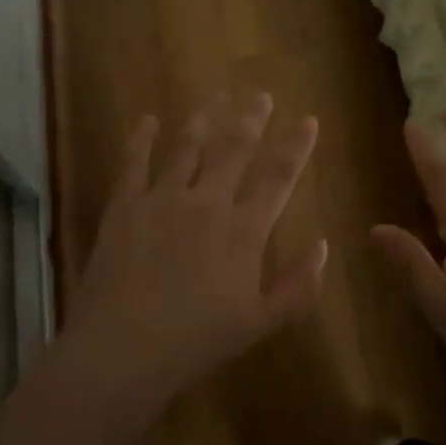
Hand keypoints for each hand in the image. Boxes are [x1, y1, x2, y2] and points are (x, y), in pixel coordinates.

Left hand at [60, 92, 326, 401]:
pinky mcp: (124, 206)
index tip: (309, 120)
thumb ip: (298, 285)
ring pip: (188, 147)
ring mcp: (162, 200)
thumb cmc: (197, 341)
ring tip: (214, 98)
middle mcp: (207, 203)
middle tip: (261, 94)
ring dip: (204, 119)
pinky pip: (134, 162)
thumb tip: (323, 246)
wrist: (122, 350)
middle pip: (235, 148)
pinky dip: (142, 138)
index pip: (279, 177)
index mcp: (244, 230)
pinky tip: (148, 120)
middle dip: (251, 118)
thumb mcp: (261, 322)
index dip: (297, 146)